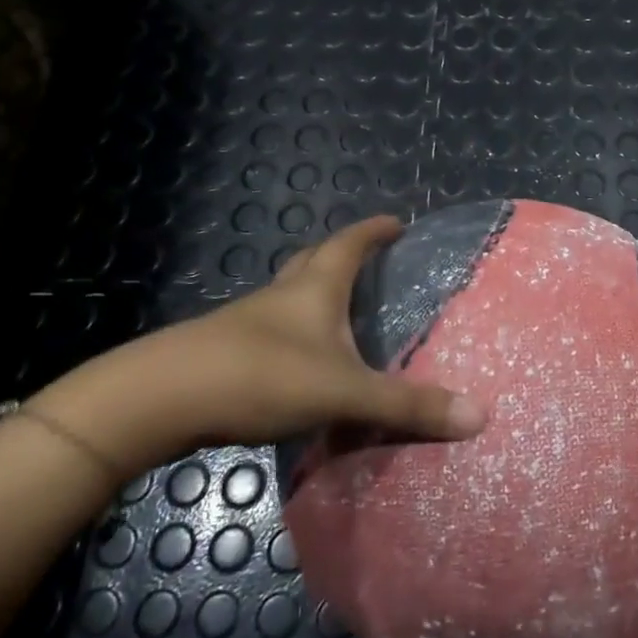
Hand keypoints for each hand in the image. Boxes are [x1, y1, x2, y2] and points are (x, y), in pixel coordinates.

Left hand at [34, 215, 486, 475]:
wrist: (158, 399)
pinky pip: (270, 334)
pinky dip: (292, 337)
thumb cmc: (260, 375)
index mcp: (313, 288)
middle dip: (340, 255)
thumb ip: (406, 405)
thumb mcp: (342, 392)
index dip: (373, 230)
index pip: (349, 244)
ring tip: (340, 316)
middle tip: (367, 263)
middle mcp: (280, 296)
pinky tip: (300, 367)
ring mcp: (247, 324)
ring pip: (287, 298)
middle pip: (312, 261)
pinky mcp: (224, 354)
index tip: (395, 222)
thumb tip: (479, 416)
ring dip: (312, 297)